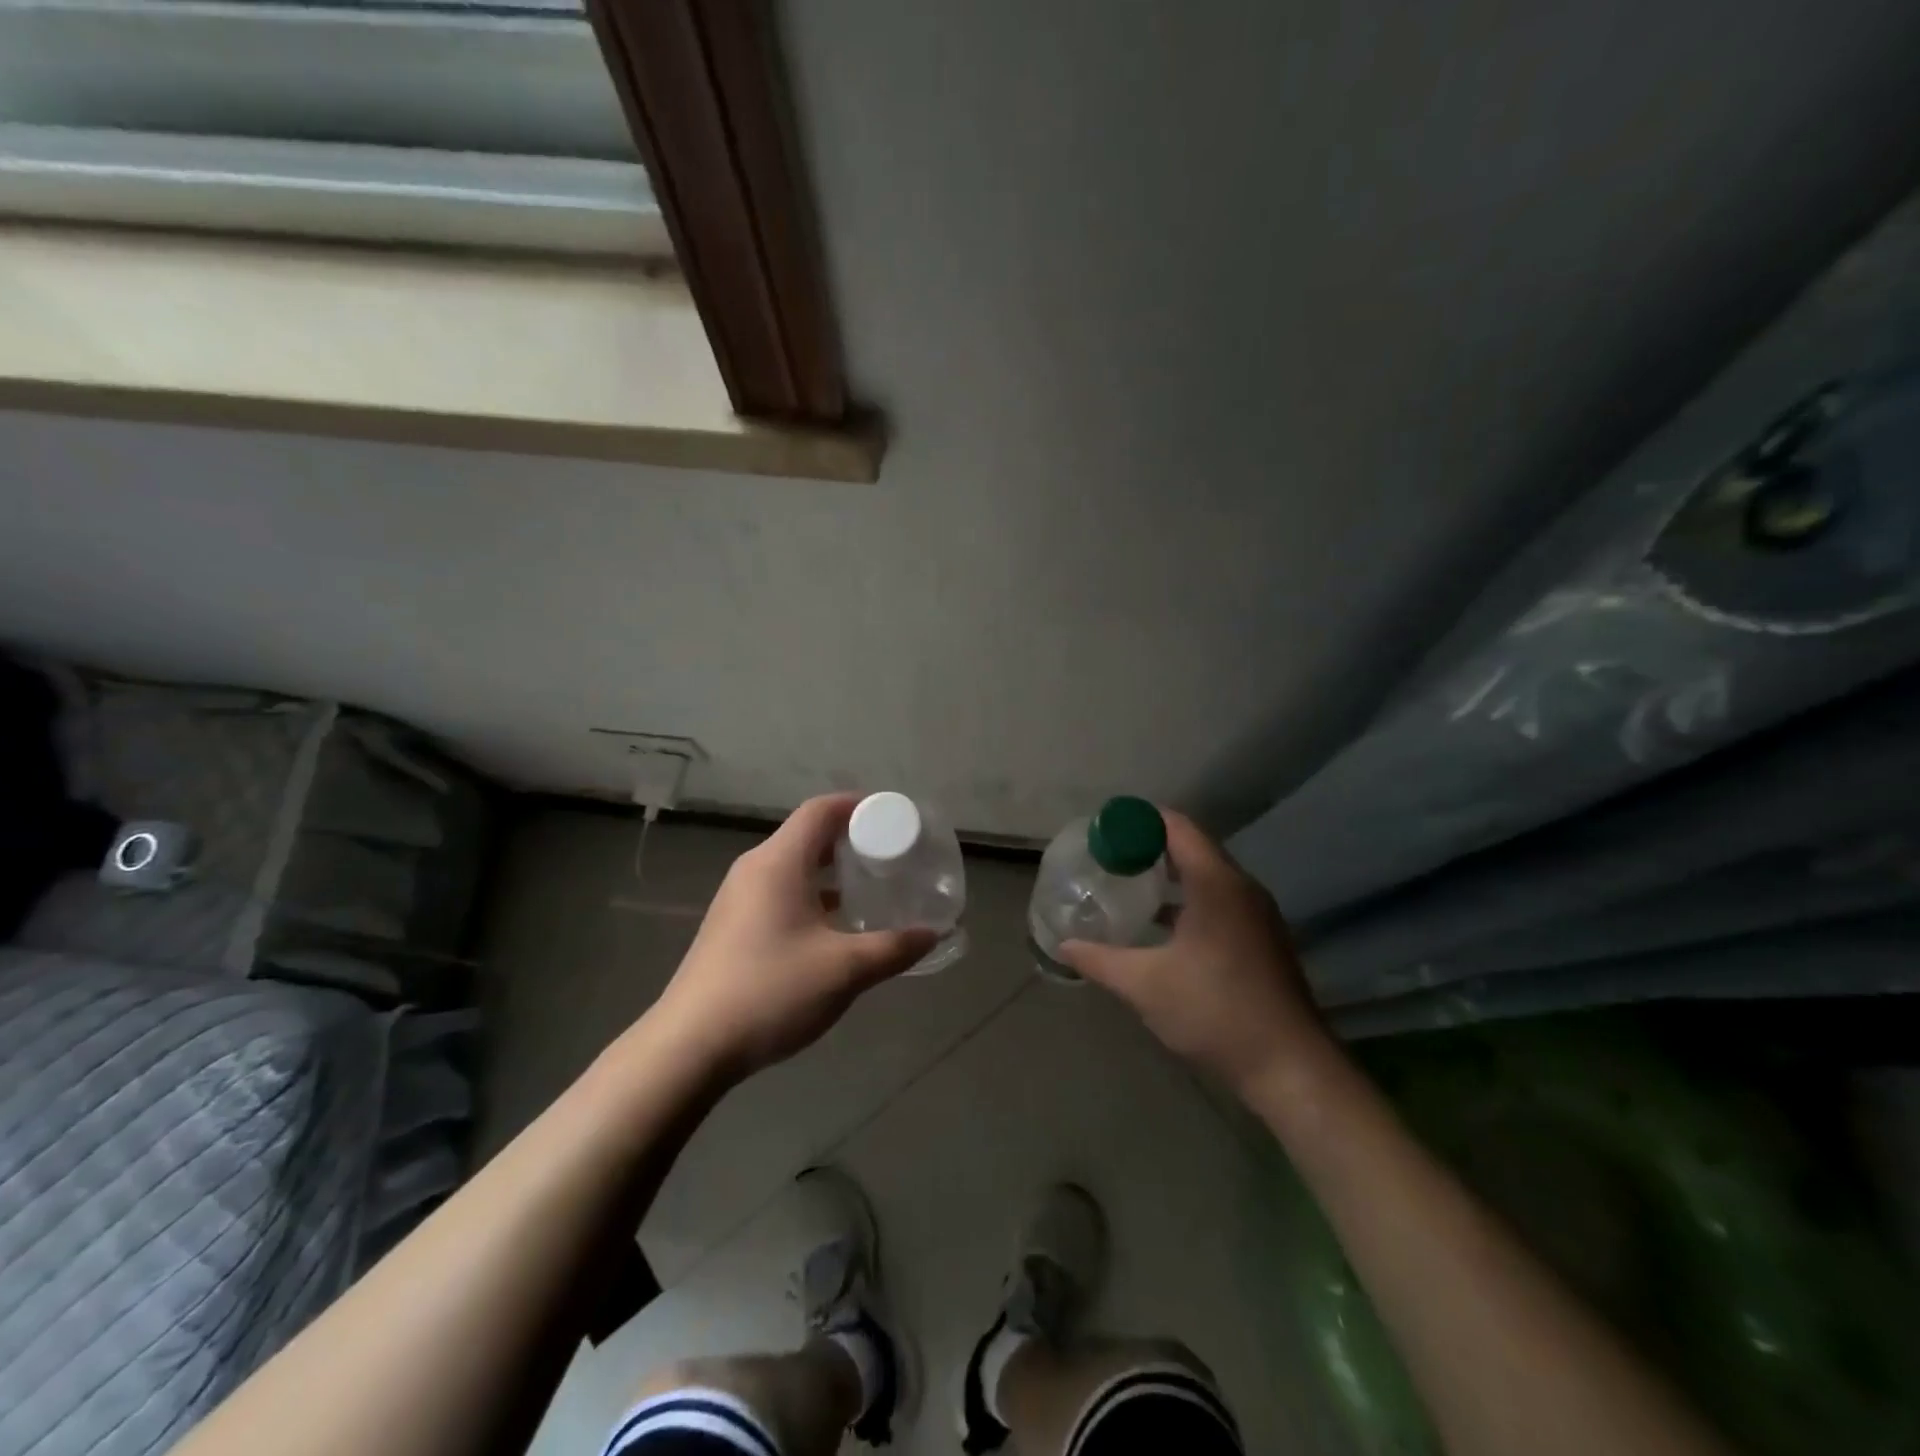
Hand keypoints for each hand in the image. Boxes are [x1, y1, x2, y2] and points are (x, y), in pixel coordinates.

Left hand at [647, 794, 937, 1081]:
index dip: (860, 806)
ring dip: (833, 872)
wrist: (689, 1047)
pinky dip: (813, 895)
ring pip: (794, 866)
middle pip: (808, 835)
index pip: (822, 810)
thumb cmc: (770, 992)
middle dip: (852, 840)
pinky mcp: (733, 926)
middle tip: (892, 856)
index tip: (895, 819)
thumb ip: (894, 948)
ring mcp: (739, 898)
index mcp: (778, 862)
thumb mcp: (844, 970)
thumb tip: (933, 934)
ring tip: (872, 889)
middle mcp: (756, 869)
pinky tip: (836, 927)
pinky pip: (781, 892)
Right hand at [1060, 810, 1324, 1094]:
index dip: (1139, 821)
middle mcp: (1241, 888)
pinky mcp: (1262, 938)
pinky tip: (1162, 925)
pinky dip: (1188, 898)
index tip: (1103, 830)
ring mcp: (1257, 914)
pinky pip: (1220, 899)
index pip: (1176, 827)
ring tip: (1128, 885)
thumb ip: (1099, 960)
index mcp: (1216, 884)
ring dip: (1169, 874)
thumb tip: (1063, 946)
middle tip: (1108, 856)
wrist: (1290, 1067)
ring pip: (1207, 875)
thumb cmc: (1214, 1012)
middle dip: (1149, 846)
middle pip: (1192, 847)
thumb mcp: (1145, 985)